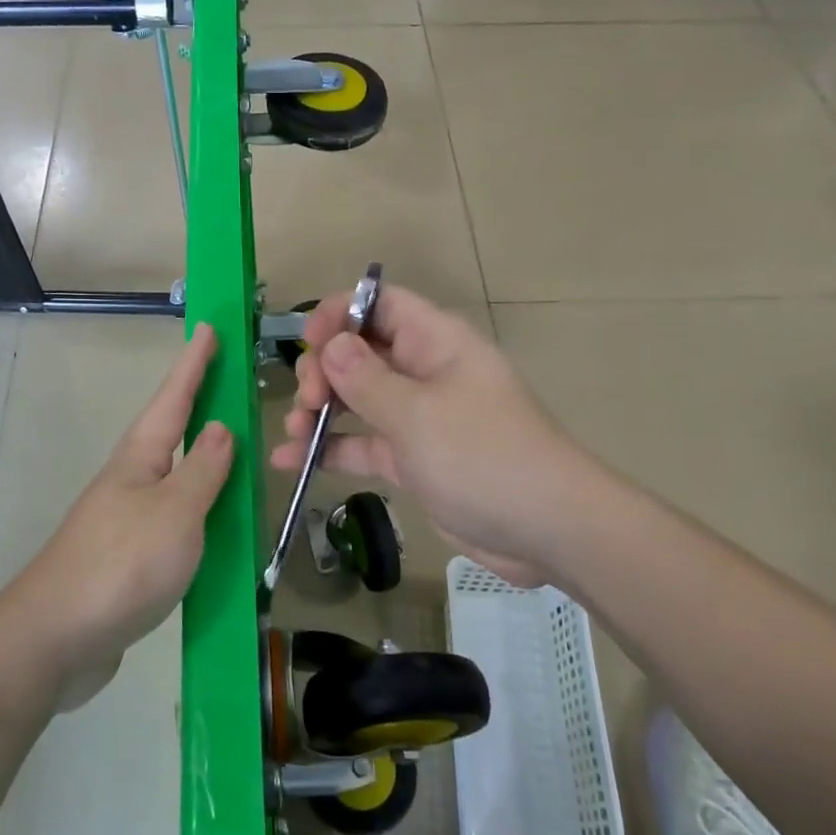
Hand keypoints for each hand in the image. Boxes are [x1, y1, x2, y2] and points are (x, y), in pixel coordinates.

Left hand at [0, 325, 234, 705]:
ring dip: (200, 455)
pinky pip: (173, 516)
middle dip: (196, 402)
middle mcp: (130, 480)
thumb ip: (203, 470)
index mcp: (140, 459)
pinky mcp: (128, 556)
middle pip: (169, 430)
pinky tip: (213, 520)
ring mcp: (126, 519)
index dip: (194, 363)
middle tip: (226, 379)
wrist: (56, 640)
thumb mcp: (175, 512)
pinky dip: (198, 506)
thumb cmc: (121, 564)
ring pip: (172, 474)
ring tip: (231, 445)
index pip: (174, 398)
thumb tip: (219, 427)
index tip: (208, 326)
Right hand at [272, 285, 583, 585]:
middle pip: (360, 351)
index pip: (380, 304)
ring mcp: (418, 417)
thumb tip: (331, 346)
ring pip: (356, 399)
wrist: (545, 530)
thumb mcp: (417, 414)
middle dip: (323, 370)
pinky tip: (290, 462)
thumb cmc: (483, 456)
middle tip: (307, 401)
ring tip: (293, 433)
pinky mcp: (412, 459)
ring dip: (319, 410)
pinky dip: (329, 449)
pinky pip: (362, 443)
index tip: (307, 344)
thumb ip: (365, 379)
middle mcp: (424, 371)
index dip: (340, 314)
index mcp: (435, 342)